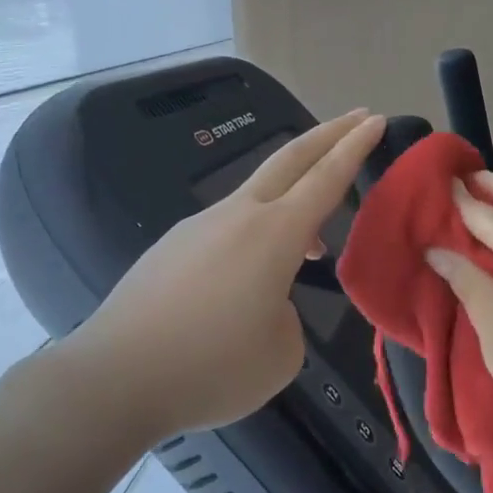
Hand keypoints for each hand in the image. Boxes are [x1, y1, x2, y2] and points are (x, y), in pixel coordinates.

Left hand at [70, 110, 387, 437]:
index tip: (376, 119)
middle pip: (290, 159)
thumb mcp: (280, 354)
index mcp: (274, 234)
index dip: (355, 147)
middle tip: (358, 116)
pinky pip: (226, 229)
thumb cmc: (211, 367)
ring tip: (311, 245)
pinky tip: (245, 283)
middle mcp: (238, 216)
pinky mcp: (173, 246)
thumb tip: (266, 300)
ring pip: (257, 197)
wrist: (116, 376)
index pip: (325, 178)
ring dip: (291, 200)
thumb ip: (287, 315)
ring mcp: (199, 226)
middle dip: (328, 134)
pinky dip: (254, 237)